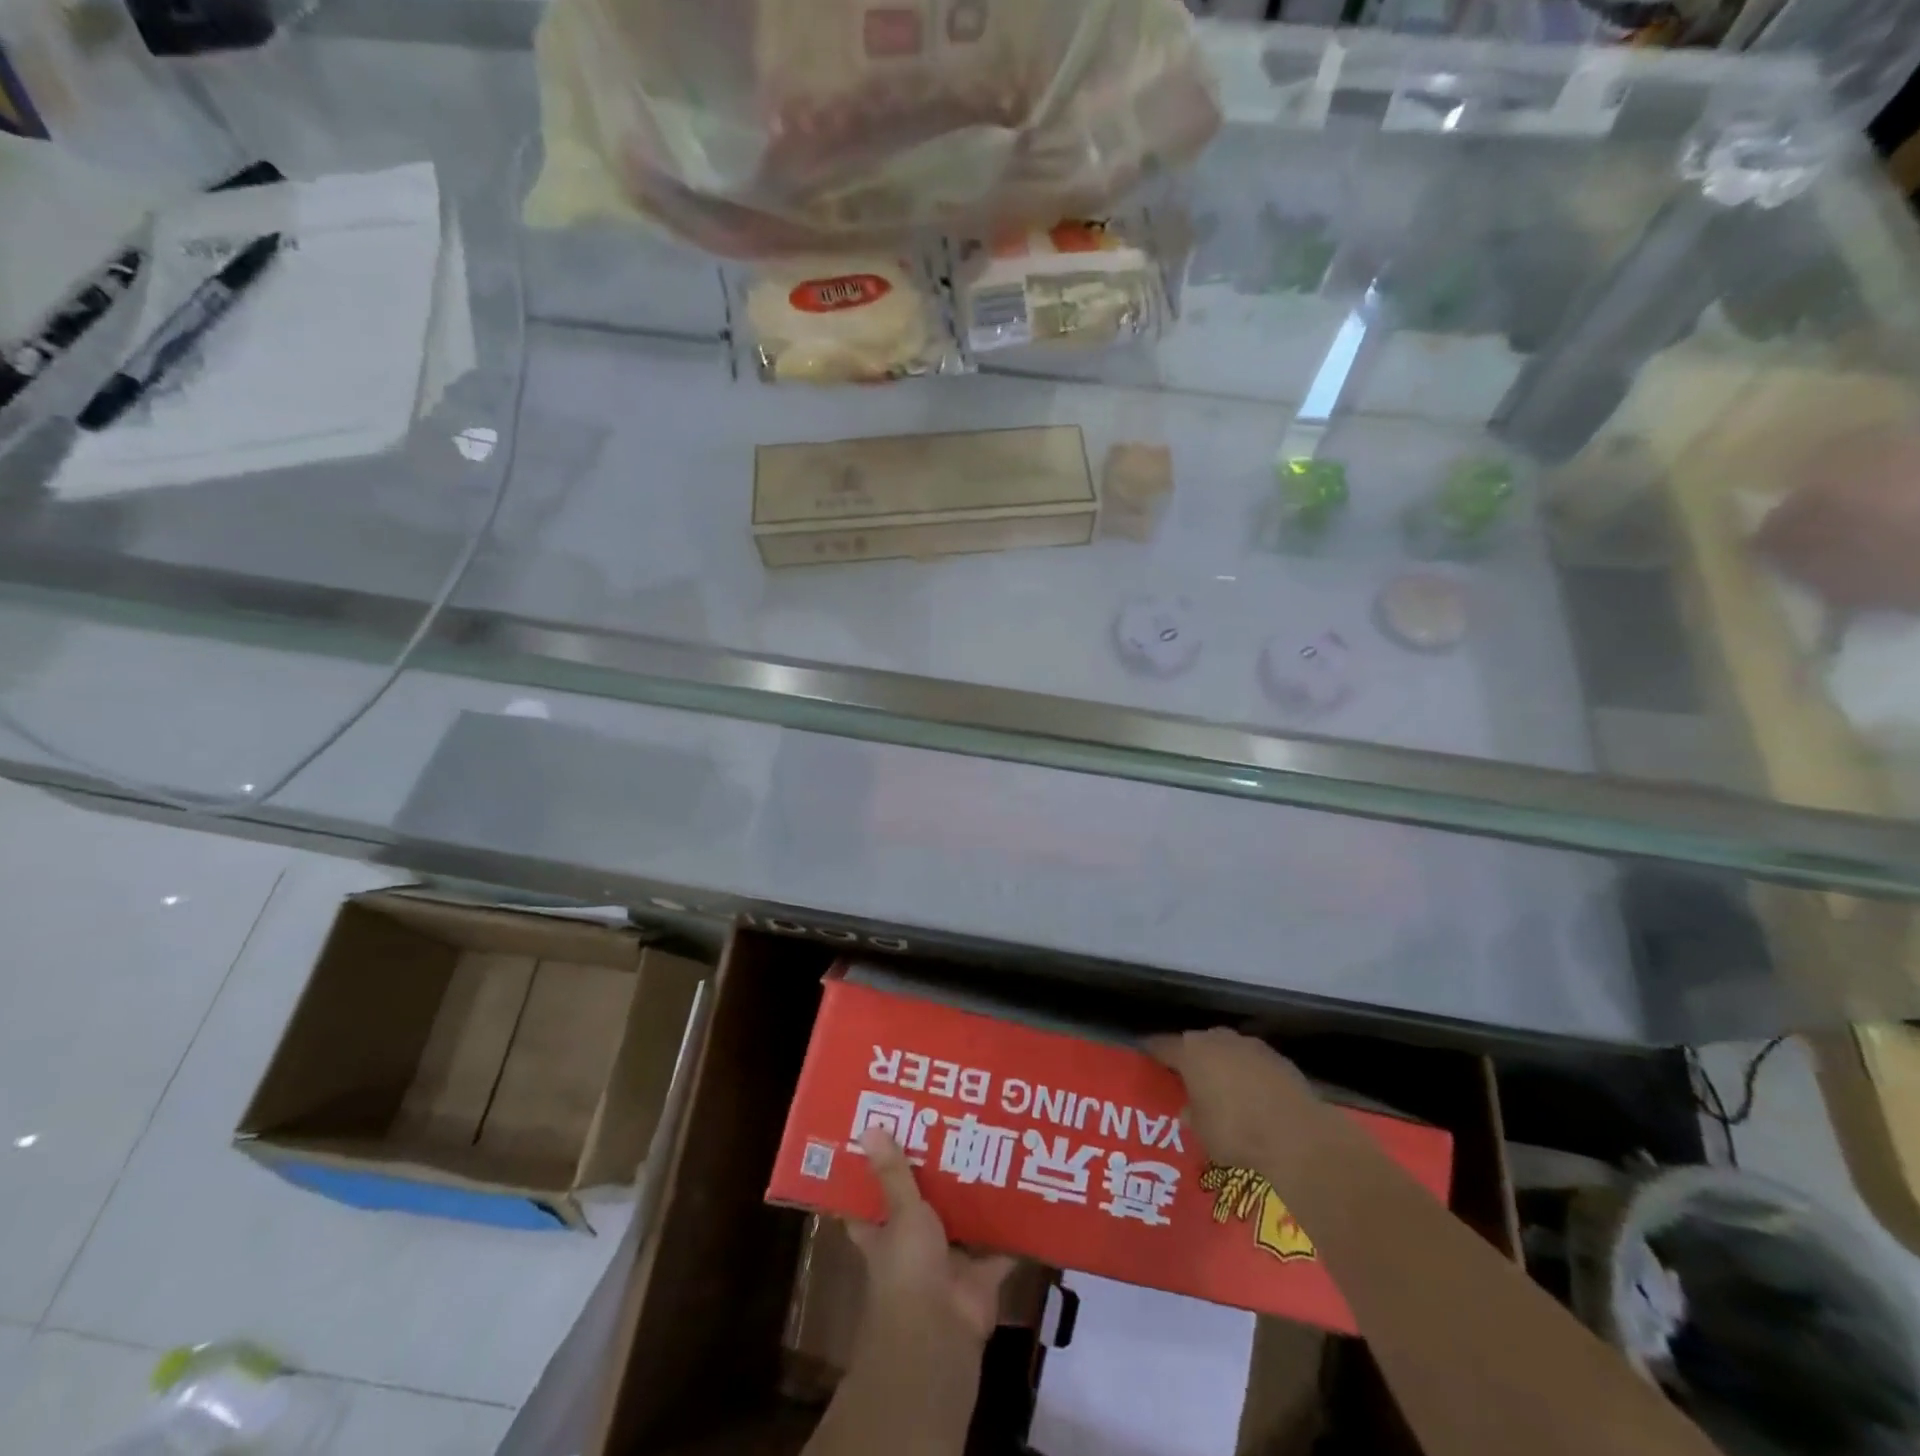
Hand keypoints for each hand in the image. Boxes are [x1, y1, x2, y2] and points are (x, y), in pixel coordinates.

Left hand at [848, 1128, 1014, 1346]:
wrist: (940, 1334)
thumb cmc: (907, 1269)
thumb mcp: (901, 1214)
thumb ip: (893, 1174)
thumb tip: (868, 1126)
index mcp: (884, 1232)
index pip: (870, 1201)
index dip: (872, 1174)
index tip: (881, 1136)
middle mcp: (913, 1245)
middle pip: (922, 1204)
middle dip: (936, 1175)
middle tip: (950, 1127)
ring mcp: (948, 1261)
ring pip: (962, 1222)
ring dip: (974, 1196)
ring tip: (992, 1146)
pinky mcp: (980, 1275)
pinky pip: (1000, 1246)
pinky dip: (1014, 1230)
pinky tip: (1029, 1193)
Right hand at [1146, 1028, 1330, 1175]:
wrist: (1297, 1135)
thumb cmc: (1236, 1131)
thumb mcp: (1201, 1132)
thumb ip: (1191, 1114)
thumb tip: (1189, 1109)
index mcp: (1191, 1052)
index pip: (1162, 1045)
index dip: (1152, 1052)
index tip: (1145, 1056)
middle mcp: (1218, 1039)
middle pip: (1196, 1044)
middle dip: (1192, 1059)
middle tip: (1188, 1080)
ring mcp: (1250, 1045)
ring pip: (1226, 1051)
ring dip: (1222, 1066)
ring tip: (1223, 1090)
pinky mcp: (1278, 1058)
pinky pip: (1253, 1063)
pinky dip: (1248, 1075)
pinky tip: (1253, 1098)